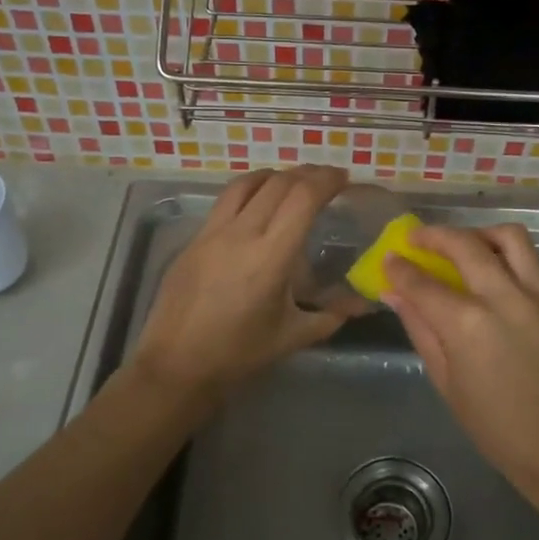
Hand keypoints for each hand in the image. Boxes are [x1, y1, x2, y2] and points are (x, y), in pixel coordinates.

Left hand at [131, 165, 349, 396]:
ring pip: (246, 184)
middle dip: (307, 174)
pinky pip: (225, 202)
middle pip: (278, 183)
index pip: (303, 198)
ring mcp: (212, 233)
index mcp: (270, 257)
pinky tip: (258, 207)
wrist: (176, 365)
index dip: (326, 181)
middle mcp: (240, 234)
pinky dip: (250, 191)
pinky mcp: (194, 240)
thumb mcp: (292, 337)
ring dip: (275, 176)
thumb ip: (331, 315)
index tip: (344, 178)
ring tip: (292, 183)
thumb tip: (361, 305)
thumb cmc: (238, 354)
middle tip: (326, 180)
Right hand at [383, 223, 538, 494]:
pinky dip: (510, 256)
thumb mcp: (447, 382)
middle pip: (465, 244)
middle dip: (435, 236)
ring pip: (509, 237)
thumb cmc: (497, 427)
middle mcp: (504, 297)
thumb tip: (394, 293)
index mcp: (468, 325)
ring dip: (480, 234)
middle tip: (418, 239)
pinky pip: (534, 261)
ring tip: (465, 244)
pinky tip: (498, 272)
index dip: (401, 267)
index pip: (423, 282)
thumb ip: (421, 329)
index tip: (390, 258)